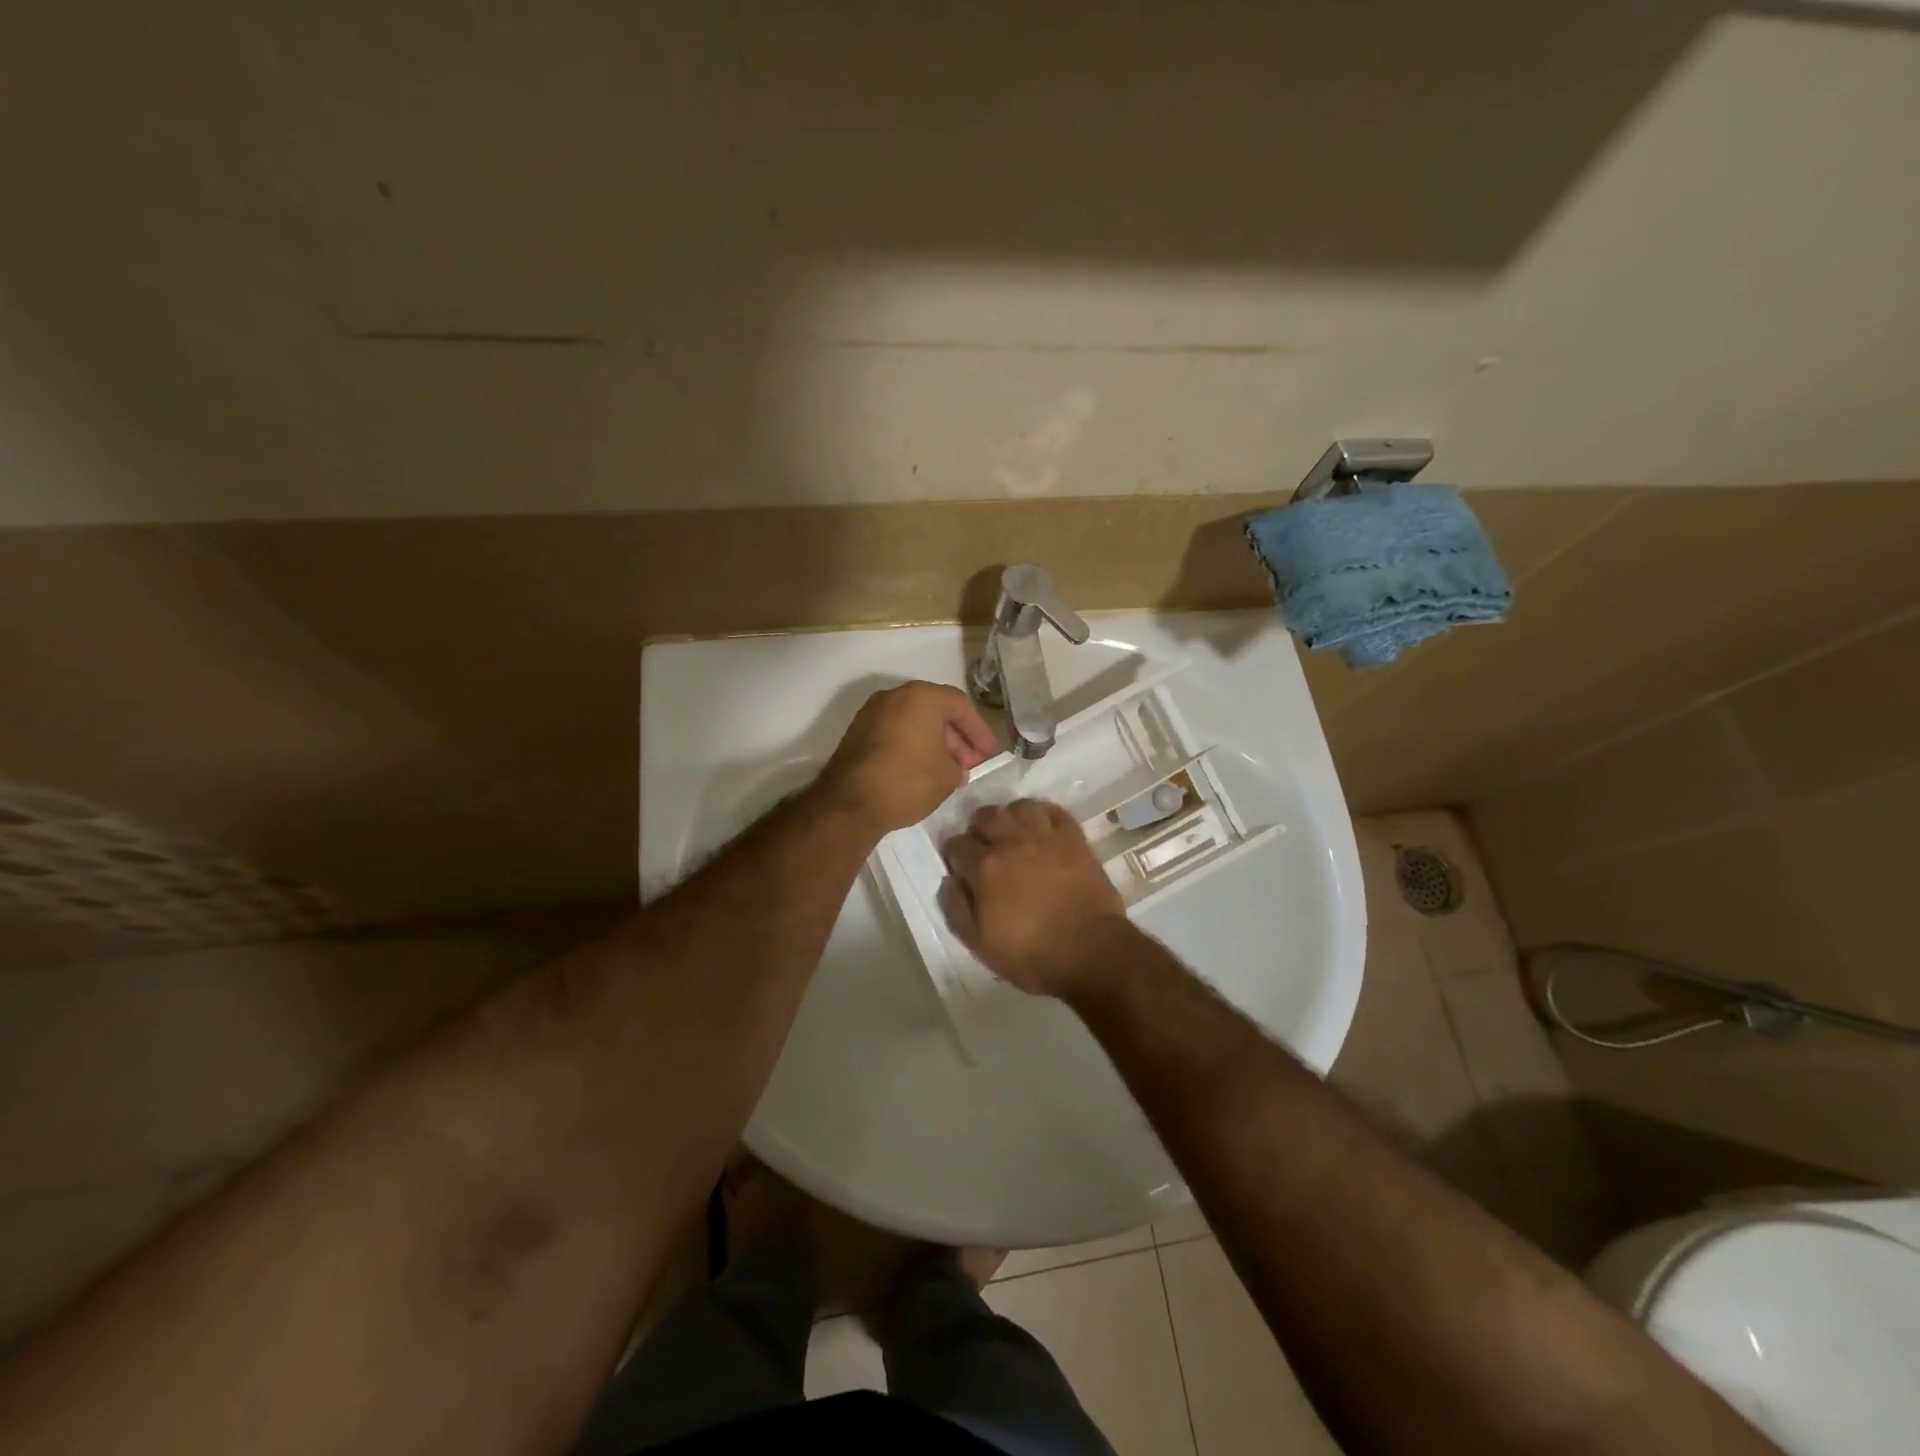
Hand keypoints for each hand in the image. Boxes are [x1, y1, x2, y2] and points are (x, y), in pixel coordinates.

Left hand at [817, 682, 998, 834]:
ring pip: (913, 721)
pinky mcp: (857, 733)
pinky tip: (923, 771)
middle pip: (935, 710)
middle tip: (970, 764)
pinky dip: (912, 746)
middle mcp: (894, 696)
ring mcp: (871, 713)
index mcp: (921, 696)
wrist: (850, 803)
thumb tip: (955, 766)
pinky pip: (895, 732)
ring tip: (949, 771)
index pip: (960, 705)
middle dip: (956, 738)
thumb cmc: (907, 781)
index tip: (989, 754)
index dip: (980, 731)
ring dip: (934, 742)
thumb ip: (959, 765)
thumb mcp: (948, 776)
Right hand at [939, 800, 1131, 999]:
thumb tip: (949, 880)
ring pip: (1019, 807)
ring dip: (1010, 816)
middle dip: (977, 828)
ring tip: (1012, 834)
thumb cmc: (1030, 953)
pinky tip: (1041, 828)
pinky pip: (1054, 811)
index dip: (953, 854)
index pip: (957, 844)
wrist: (1090, 951)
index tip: (959, 867)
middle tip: (983, 847)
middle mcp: (1011, 842)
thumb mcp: (979, 943)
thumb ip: (956, 908)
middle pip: (985, 816)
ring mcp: (1045, 836)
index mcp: (984, 867)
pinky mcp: (1074, 838)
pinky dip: (1043, 814)